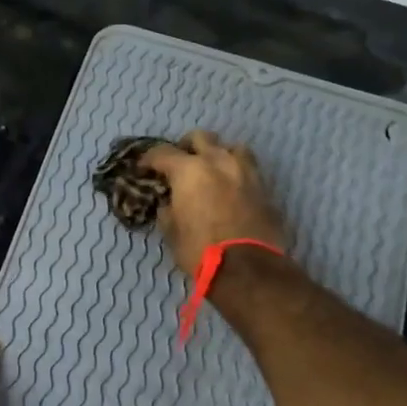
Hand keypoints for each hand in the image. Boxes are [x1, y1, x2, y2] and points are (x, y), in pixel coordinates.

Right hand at [139, 131, 288, 276]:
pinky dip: (235, 172)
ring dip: (217, 154)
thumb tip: (169, 203)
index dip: (148, 160)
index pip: (162, 153)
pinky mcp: (263, 187)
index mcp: (189, 170)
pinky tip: (229, 188)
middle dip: (186, 147)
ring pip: (230, 147)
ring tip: (211, 170)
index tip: (143, 169)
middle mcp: (218, 161)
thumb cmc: (200, 249)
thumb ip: (168, 209)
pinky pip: (247, 168)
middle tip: (178, 163)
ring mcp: (245, 171)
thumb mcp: (172, 231)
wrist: (248, 268)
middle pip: (200, 138)